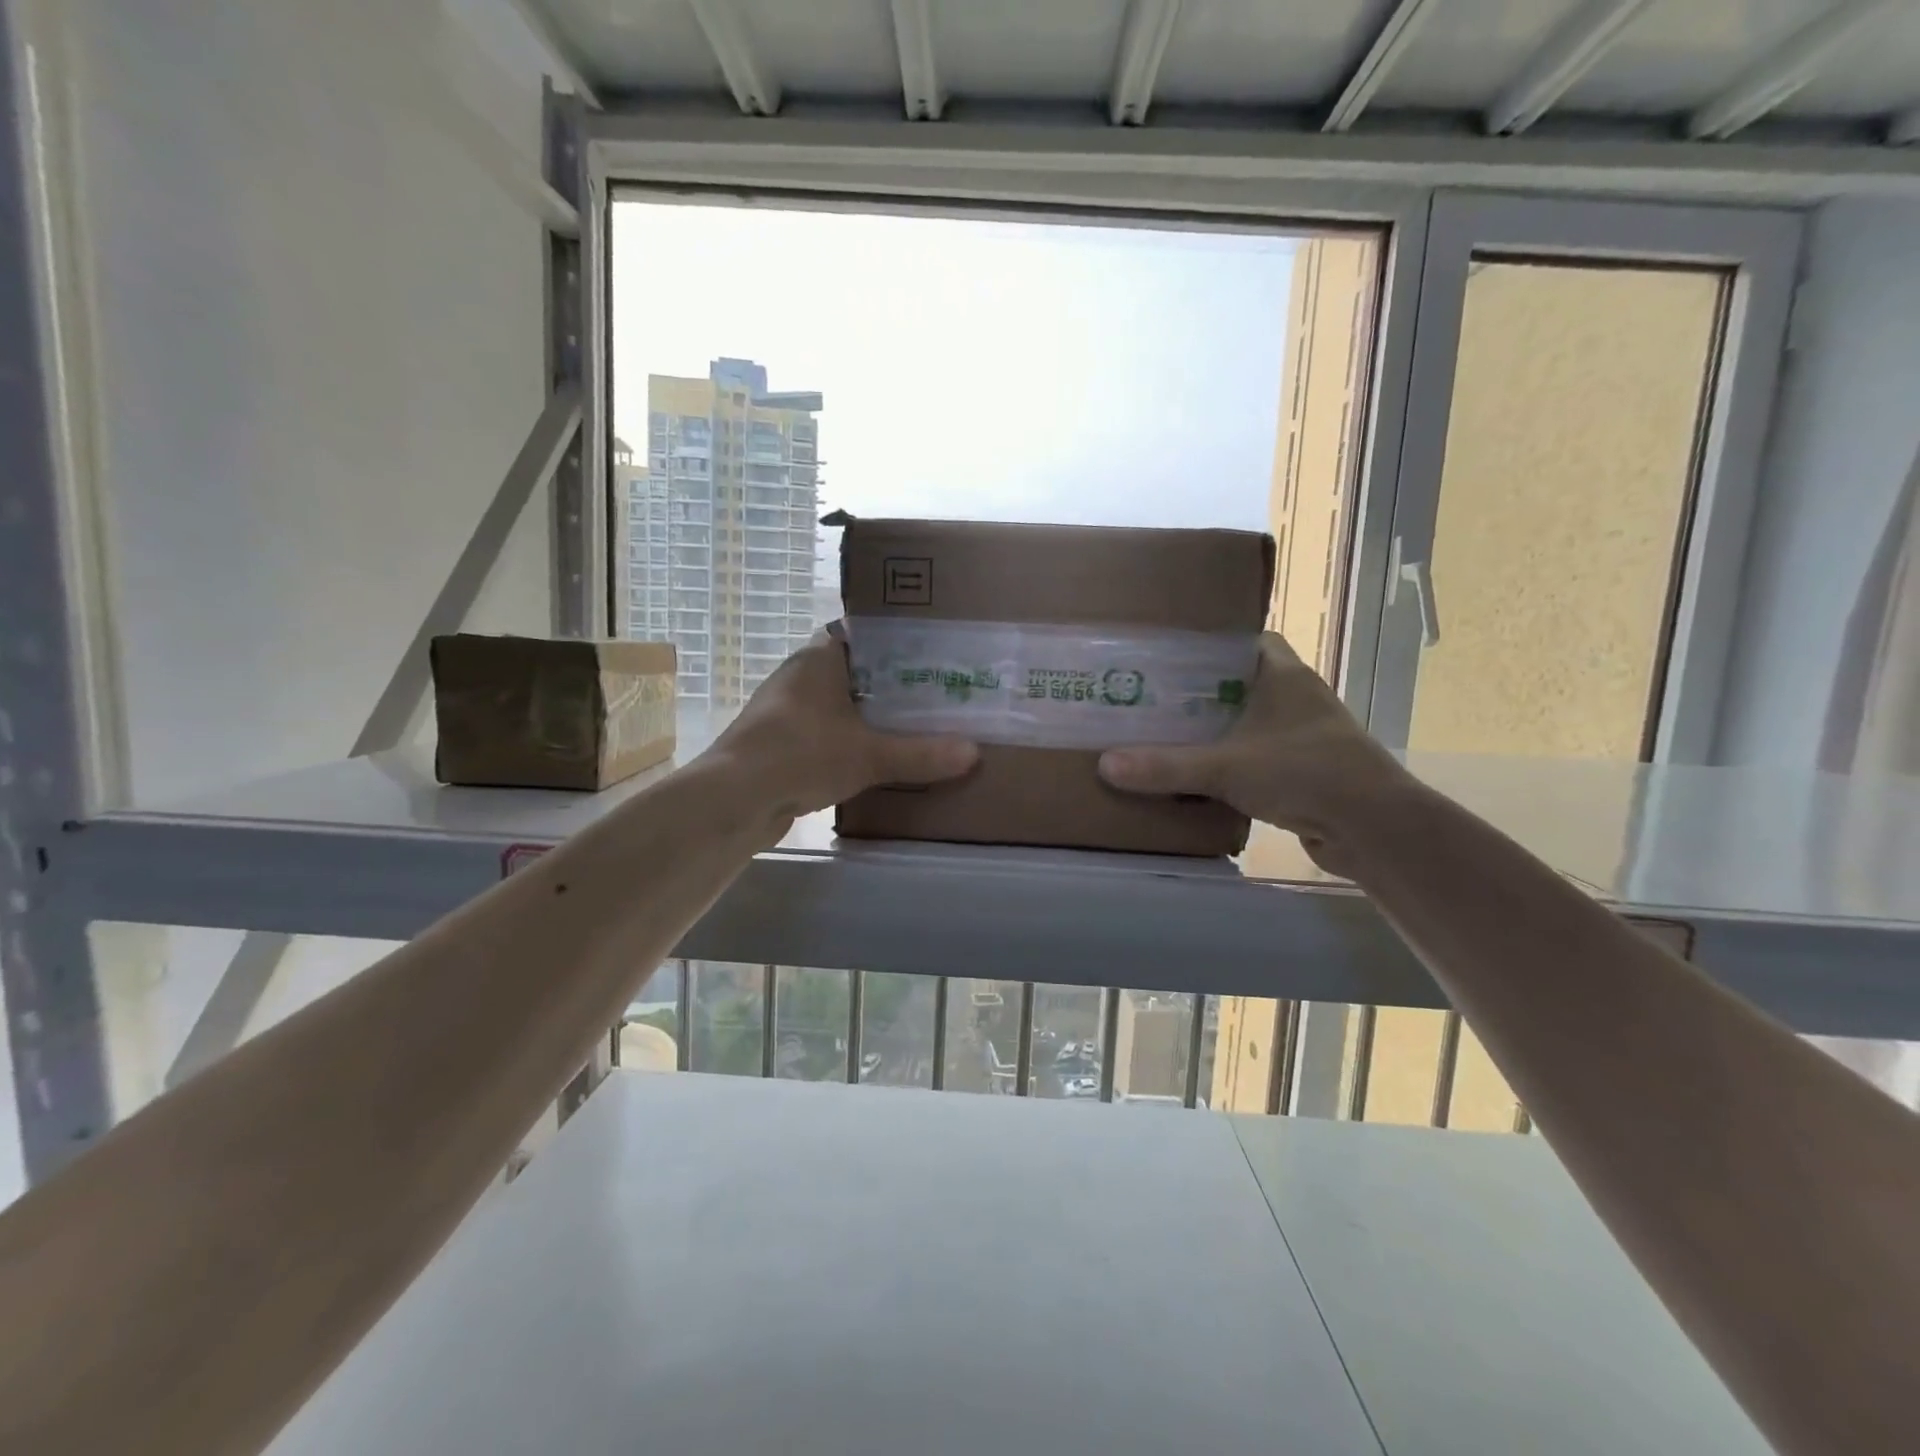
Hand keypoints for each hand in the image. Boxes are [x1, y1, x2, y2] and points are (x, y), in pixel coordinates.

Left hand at [706, 627, 977, 826]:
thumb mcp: (869, 754)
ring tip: (913, 724)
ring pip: (838, 703)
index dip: (894, 640)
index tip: (929, 652)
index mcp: (818, 657)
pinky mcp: (780, 743)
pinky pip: (824, 732)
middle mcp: (799, 676)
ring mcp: (785, 710)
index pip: (861, 632)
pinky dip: (848, 740)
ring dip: (868, 714)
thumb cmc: (801, 754)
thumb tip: (974, 753)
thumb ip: (920, 754)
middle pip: (854, 670)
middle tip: (933, 691)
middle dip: (889, 682)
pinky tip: (875, 758)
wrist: (735, 799)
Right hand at [1097, 632, 1415, 873]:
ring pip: (1247, 722)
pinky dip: (1230, 762)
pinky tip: (1197, 775)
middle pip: (1240, 682)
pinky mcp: (1304, 771)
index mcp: (1283, 675)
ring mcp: (1302, 736)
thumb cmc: (1305, 774)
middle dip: (1199, 692)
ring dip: (1214, 729)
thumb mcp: (1226, 767)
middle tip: (1151, 697)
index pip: (1246, 640)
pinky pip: (1256, 756)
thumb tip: (1105, 764)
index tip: (1169, 655)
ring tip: (1164, 733)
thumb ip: (1166, 766)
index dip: (1210, 644)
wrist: (1374, 829)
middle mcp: (1296, 698)